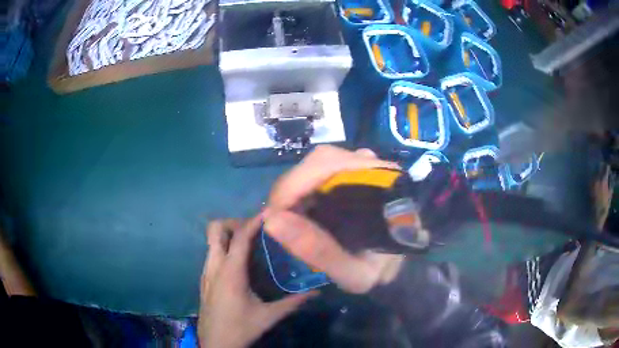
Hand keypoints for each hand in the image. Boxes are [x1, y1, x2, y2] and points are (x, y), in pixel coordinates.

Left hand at [198, 216, 316, 347]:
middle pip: (215, 229)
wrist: (214, 344)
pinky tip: (239, 263)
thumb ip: (293, 302)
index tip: (269, 211)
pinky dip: (223, 248)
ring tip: (250, 243)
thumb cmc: (239, 328)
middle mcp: (214, 266)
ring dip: (228, 234)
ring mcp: (206, 272)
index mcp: (230, 272)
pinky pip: (211, 253)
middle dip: (233, 222)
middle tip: (255, 230)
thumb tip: (316, 292)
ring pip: (211, 241)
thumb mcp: (268, 317)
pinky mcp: (204, 279)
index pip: (239, 236)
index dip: (254, 220)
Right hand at [264, 146, 403, 293]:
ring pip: (319, 163)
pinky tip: (305, 209)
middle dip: (291, 188)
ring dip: (297, 188)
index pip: (326, 165)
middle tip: (279, 220)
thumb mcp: (353, 273)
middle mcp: (373, 166)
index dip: (291, 187)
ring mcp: (366, 165)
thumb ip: (319, 251)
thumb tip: (272, 221)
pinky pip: (324, 170)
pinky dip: (306, 188)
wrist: (401, 266)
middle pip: (320, 160)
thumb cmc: (381, 270)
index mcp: (379, 184)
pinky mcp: (357, 172)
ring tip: (290, 216)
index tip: (273, 218)